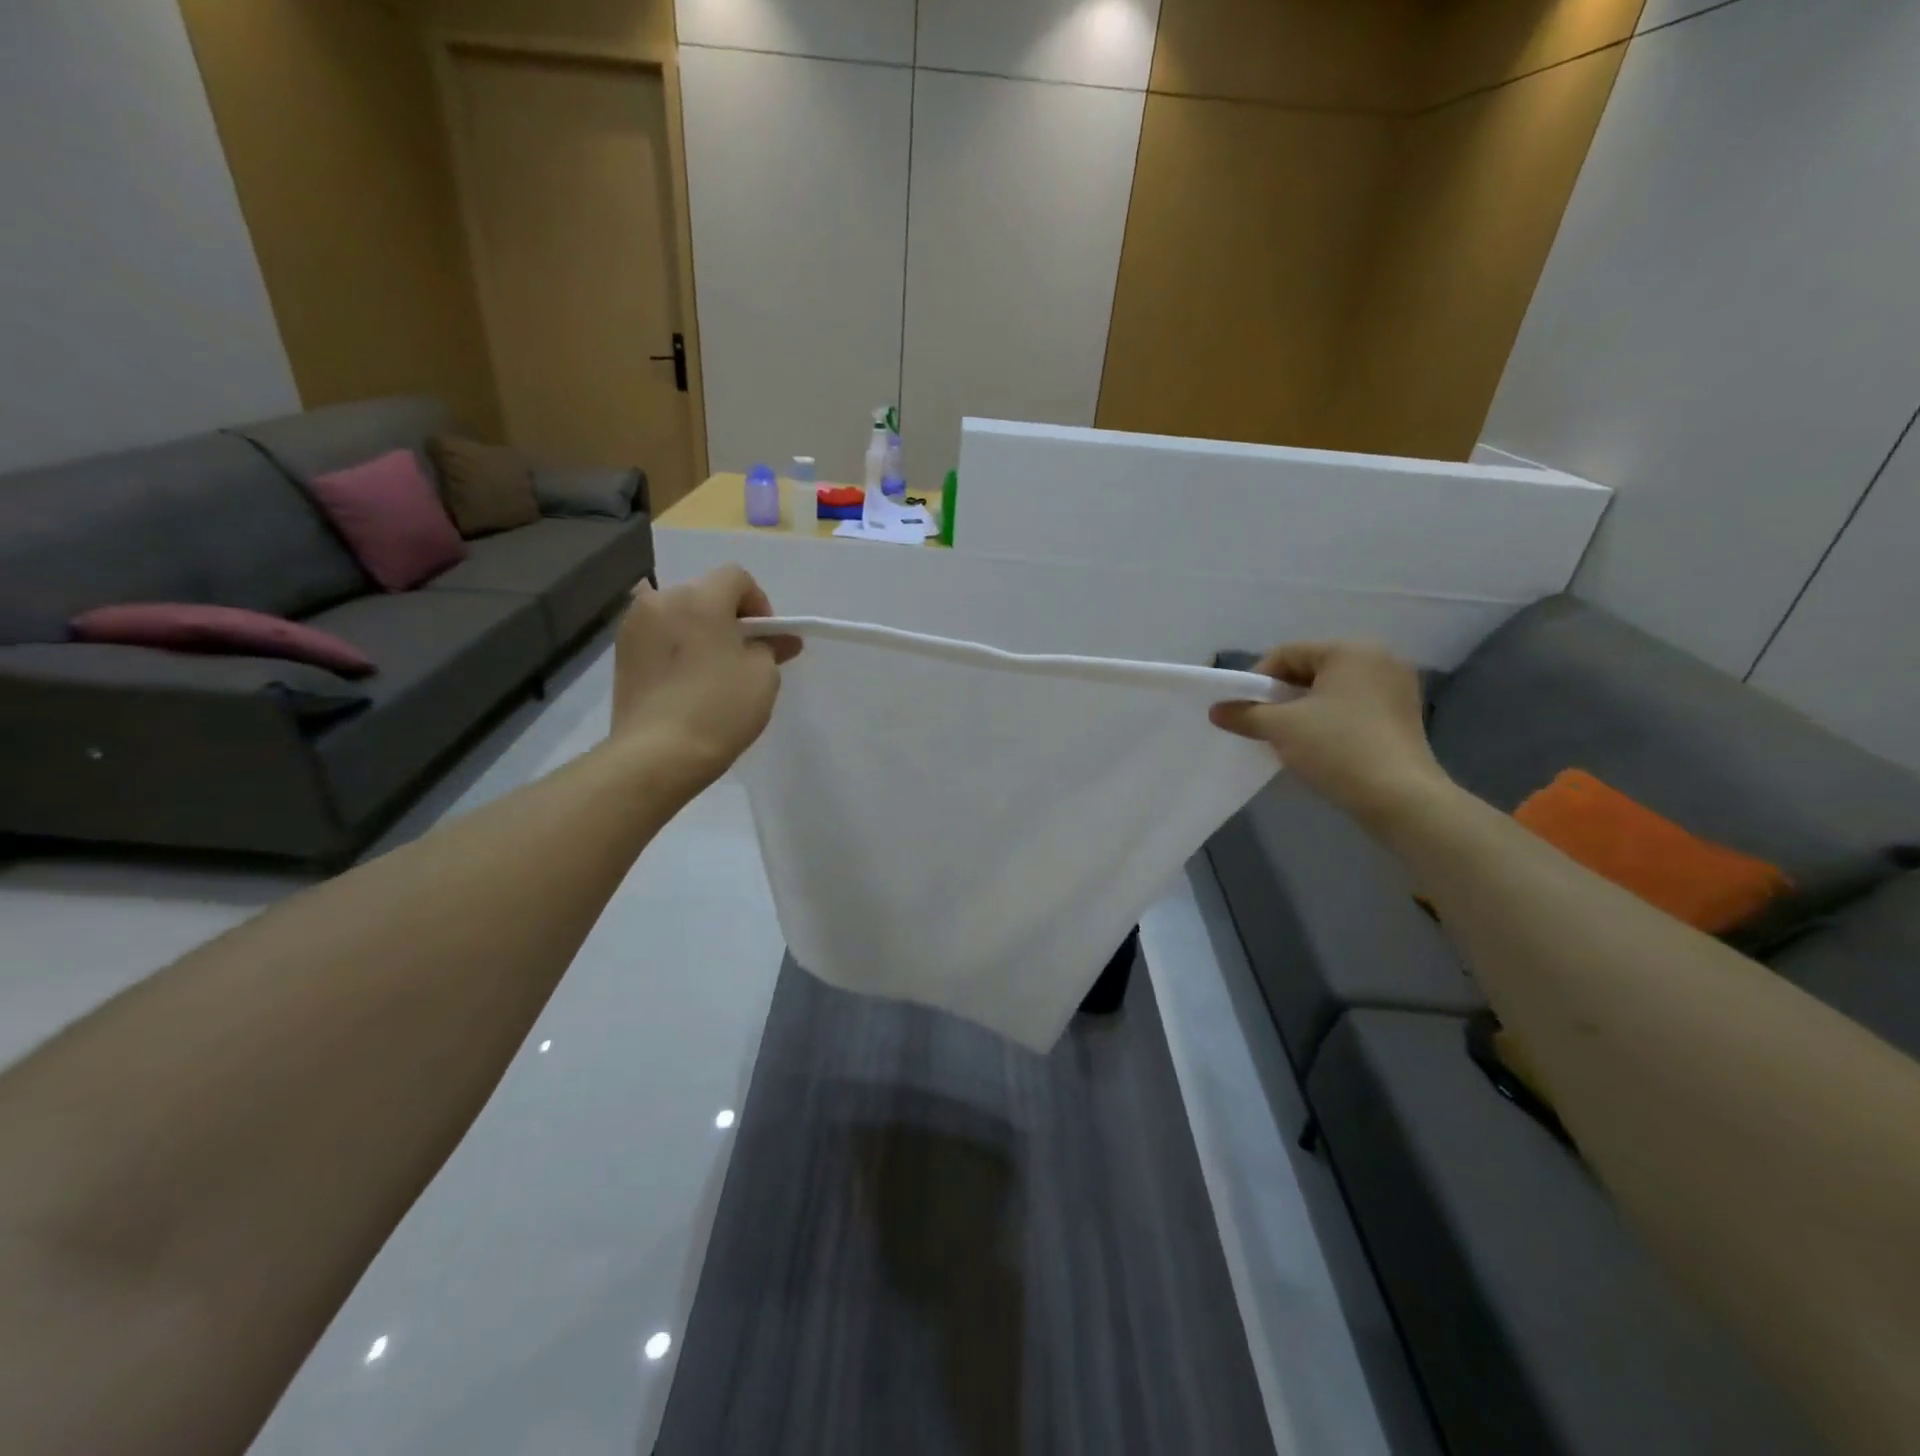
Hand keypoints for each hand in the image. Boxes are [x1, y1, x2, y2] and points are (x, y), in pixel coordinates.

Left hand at [610, 566, 800, 786]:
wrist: (657, 754)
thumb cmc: (719, 709)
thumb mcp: (762, 676)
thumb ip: (771, 647)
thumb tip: (781, 639)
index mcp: (699, 598)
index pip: (736, 577)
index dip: (759, 603)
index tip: (766, 638)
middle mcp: (661, 600)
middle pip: (704, 593)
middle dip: (728, 616)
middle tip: (743, 654)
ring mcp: (634, 626)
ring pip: (678, 614)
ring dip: (699, 631)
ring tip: (712, 669)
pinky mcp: (621, 653)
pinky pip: (658, 636)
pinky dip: (676, 648)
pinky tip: (686, 681)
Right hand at [1210, 641, 1451, 832]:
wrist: (1400, 798)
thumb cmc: (1337, 748)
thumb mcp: (1281, 728)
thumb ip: (1244, 713)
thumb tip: (1217, 710)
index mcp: (1350, 650)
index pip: (1287, 654)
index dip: (1256, 680)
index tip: (1243, 710)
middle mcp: (1379, 658)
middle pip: (1311, 669)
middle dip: (1281, 695)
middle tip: (1263, 724)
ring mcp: (1397, 687)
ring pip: (1332, 690)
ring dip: (1304, 710)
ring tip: (1288, 738)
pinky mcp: (1404, 716)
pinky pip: (1354, 707)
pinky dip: (1330, 720)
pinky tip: (1320, 746)